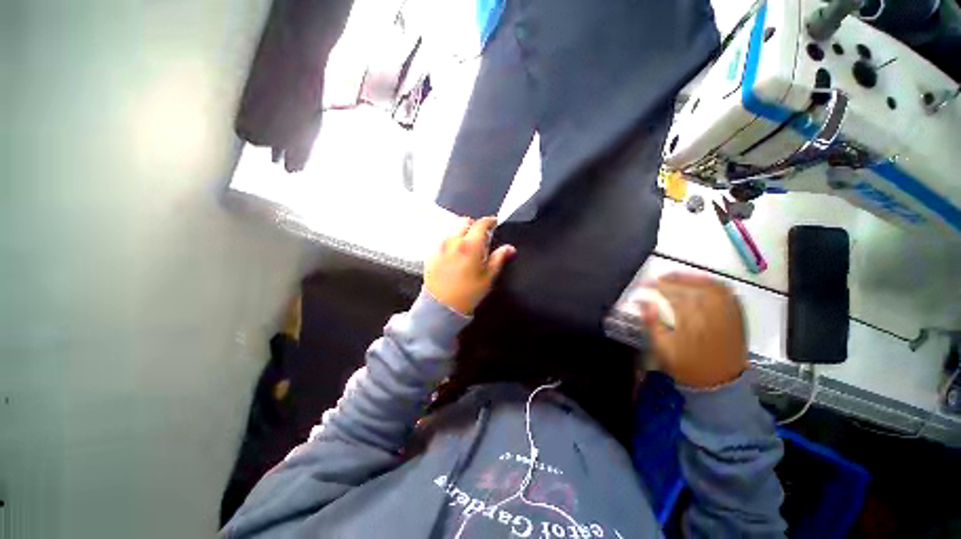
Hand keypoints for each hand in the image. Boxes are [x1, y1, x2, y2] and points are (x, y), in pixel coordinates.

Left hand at [425, 217, 515, 315]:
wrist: (441, 307)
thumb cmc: (468, 293)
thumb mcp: (488, 277)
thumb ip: (498, 259)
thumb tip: (509, 248)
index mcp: (470, 245)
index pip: (481, 224)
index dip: (490, 221)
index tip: (494, 223)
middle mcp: (453, 241)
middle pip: (464, 222)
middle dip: (474, 225)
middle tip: (481, 237)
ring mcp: (440, 246)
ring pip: (452, 230)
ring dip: (462, 233)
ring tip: (467, 247)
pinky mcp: (431, 253)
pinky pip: (443, 240)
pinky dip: (451, 242)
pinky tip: (455, 255)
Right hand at [638, 273, 748, 387]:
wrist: (719, 384)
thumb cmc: (686, 367)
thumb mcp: (662, 349)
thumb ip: (652, 324)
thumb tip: (643, 303)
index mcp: (691, 324)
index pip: (674, 296)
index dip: (658, 286)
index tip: (644, 284)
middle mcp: (713, 316)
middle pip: (695, 287)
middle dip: (675, 279)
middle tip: (660, 278)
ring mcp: (728, 316)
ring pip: (713, 287)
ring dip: (694, 278)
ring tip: (679, 277)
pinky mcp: (737, 318)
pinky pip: (728, 294)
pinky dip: (714, 284)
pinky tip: (703, 284)